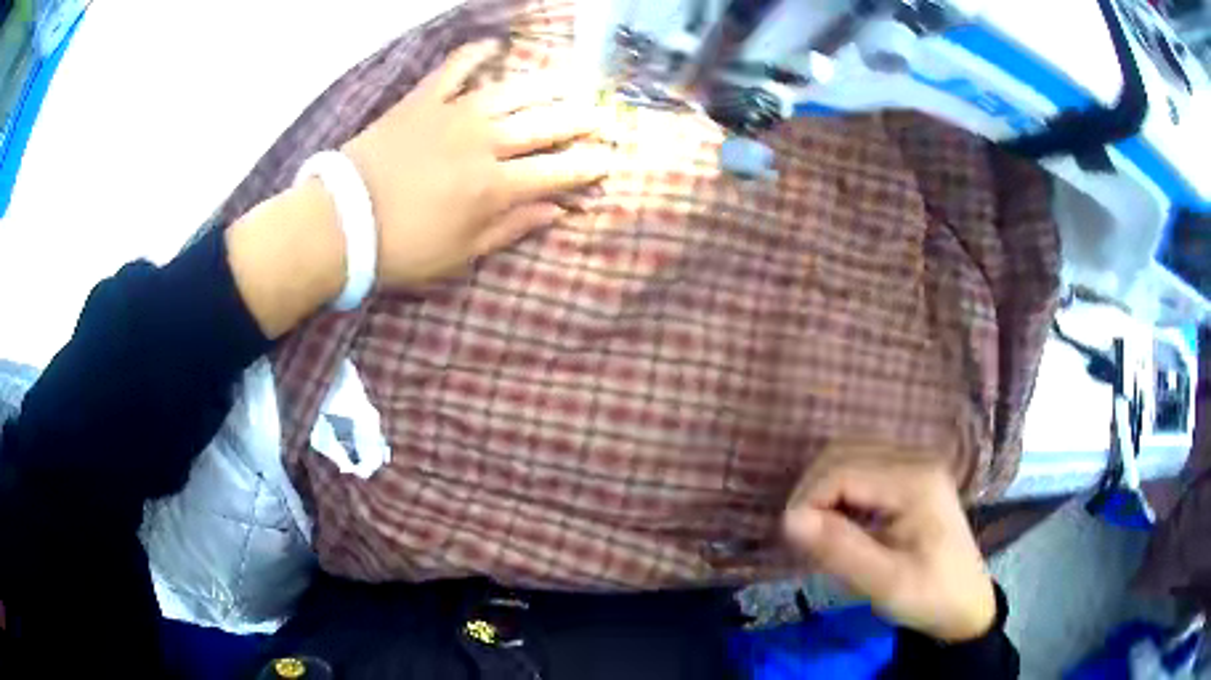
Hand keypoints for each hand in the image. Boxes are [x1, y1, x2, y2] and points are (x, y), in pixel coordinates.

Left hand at [343, 39, 608, 287]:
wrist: (339, 222)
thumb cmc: (401, 248)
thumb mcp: (460, 254)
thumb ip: (511, 227)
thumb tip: (556, 211)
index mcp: (494, 187)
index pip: (557, 171)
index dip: (588, 166)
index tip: (611, 159)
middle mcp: (483, 143)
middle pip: (544, 125)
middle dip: (581, 120)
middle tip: (604, 115)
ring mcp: (452, 115)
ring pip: (512, 92)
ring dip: (547, 84)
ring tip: (572, 79)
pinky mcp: (422, 101)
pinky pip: (453, 70)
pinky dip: (473, 55)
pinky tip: (492, 45)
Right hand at [782, 443, 996, 642]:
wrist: (965, 604)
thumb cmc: (929, 596)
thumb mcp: (885, 584)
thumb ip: (840, 550)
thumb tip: (789, 519)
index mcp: (915, 482)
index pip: (843, 470)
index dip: (808, 499)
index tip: (792, 539)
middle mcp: (915, 460)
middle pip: (844, 453)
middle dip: (813, 490)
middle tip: (801, 535)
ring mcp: (915, 464)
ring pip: (850, 455)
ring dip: (824, 488)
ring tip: (816, 529)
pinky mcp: (911, 477)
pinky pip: (862, 468)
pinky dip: (840, 490)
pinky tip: (838, 522)